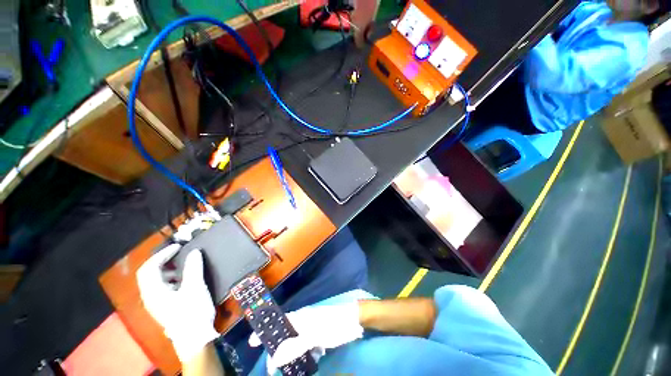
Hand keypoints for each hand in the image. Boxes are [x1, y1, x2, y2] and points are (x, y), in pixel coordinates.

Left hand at [137, 244, 219, 362]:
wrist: (194, 337)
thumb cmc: (192, 311)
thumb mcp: (195, 287)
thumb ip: (193, 268)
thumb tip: (194, 252)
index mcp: (153, 292)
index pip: (149, 268)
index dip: (162, 254)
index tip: (178, 247)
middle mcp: (150, 297)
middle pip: (149, 274)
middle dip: (162, 261)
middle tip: (178, 253)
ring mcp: (157, 303)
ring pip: (155, 281)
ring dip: (167, 269)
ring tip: (183, 265)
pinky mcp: (165, 307)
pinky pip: (162, 287)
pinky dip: (171, 278)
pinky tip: (184, 280)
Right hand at [249, 303, 363, 374]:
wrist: (353, 321)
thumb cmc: (333, 324)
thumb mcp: (314, 335)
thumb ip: (295, 346)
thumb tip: (275, 358)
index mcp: (300, 318)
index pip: (278, 323)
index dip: (265, 331)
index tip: (252, 343)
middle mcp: (303, 323)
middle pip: (285, 336)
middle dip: (277, 351)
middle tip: (271, 368)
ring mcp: (311, 330)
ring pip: (295, 344)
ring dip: (291, 357)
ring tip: (288, 370)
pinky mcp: (318, 338)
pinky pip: (306, 348)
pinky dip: (305, 357)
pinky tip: (308, 363)